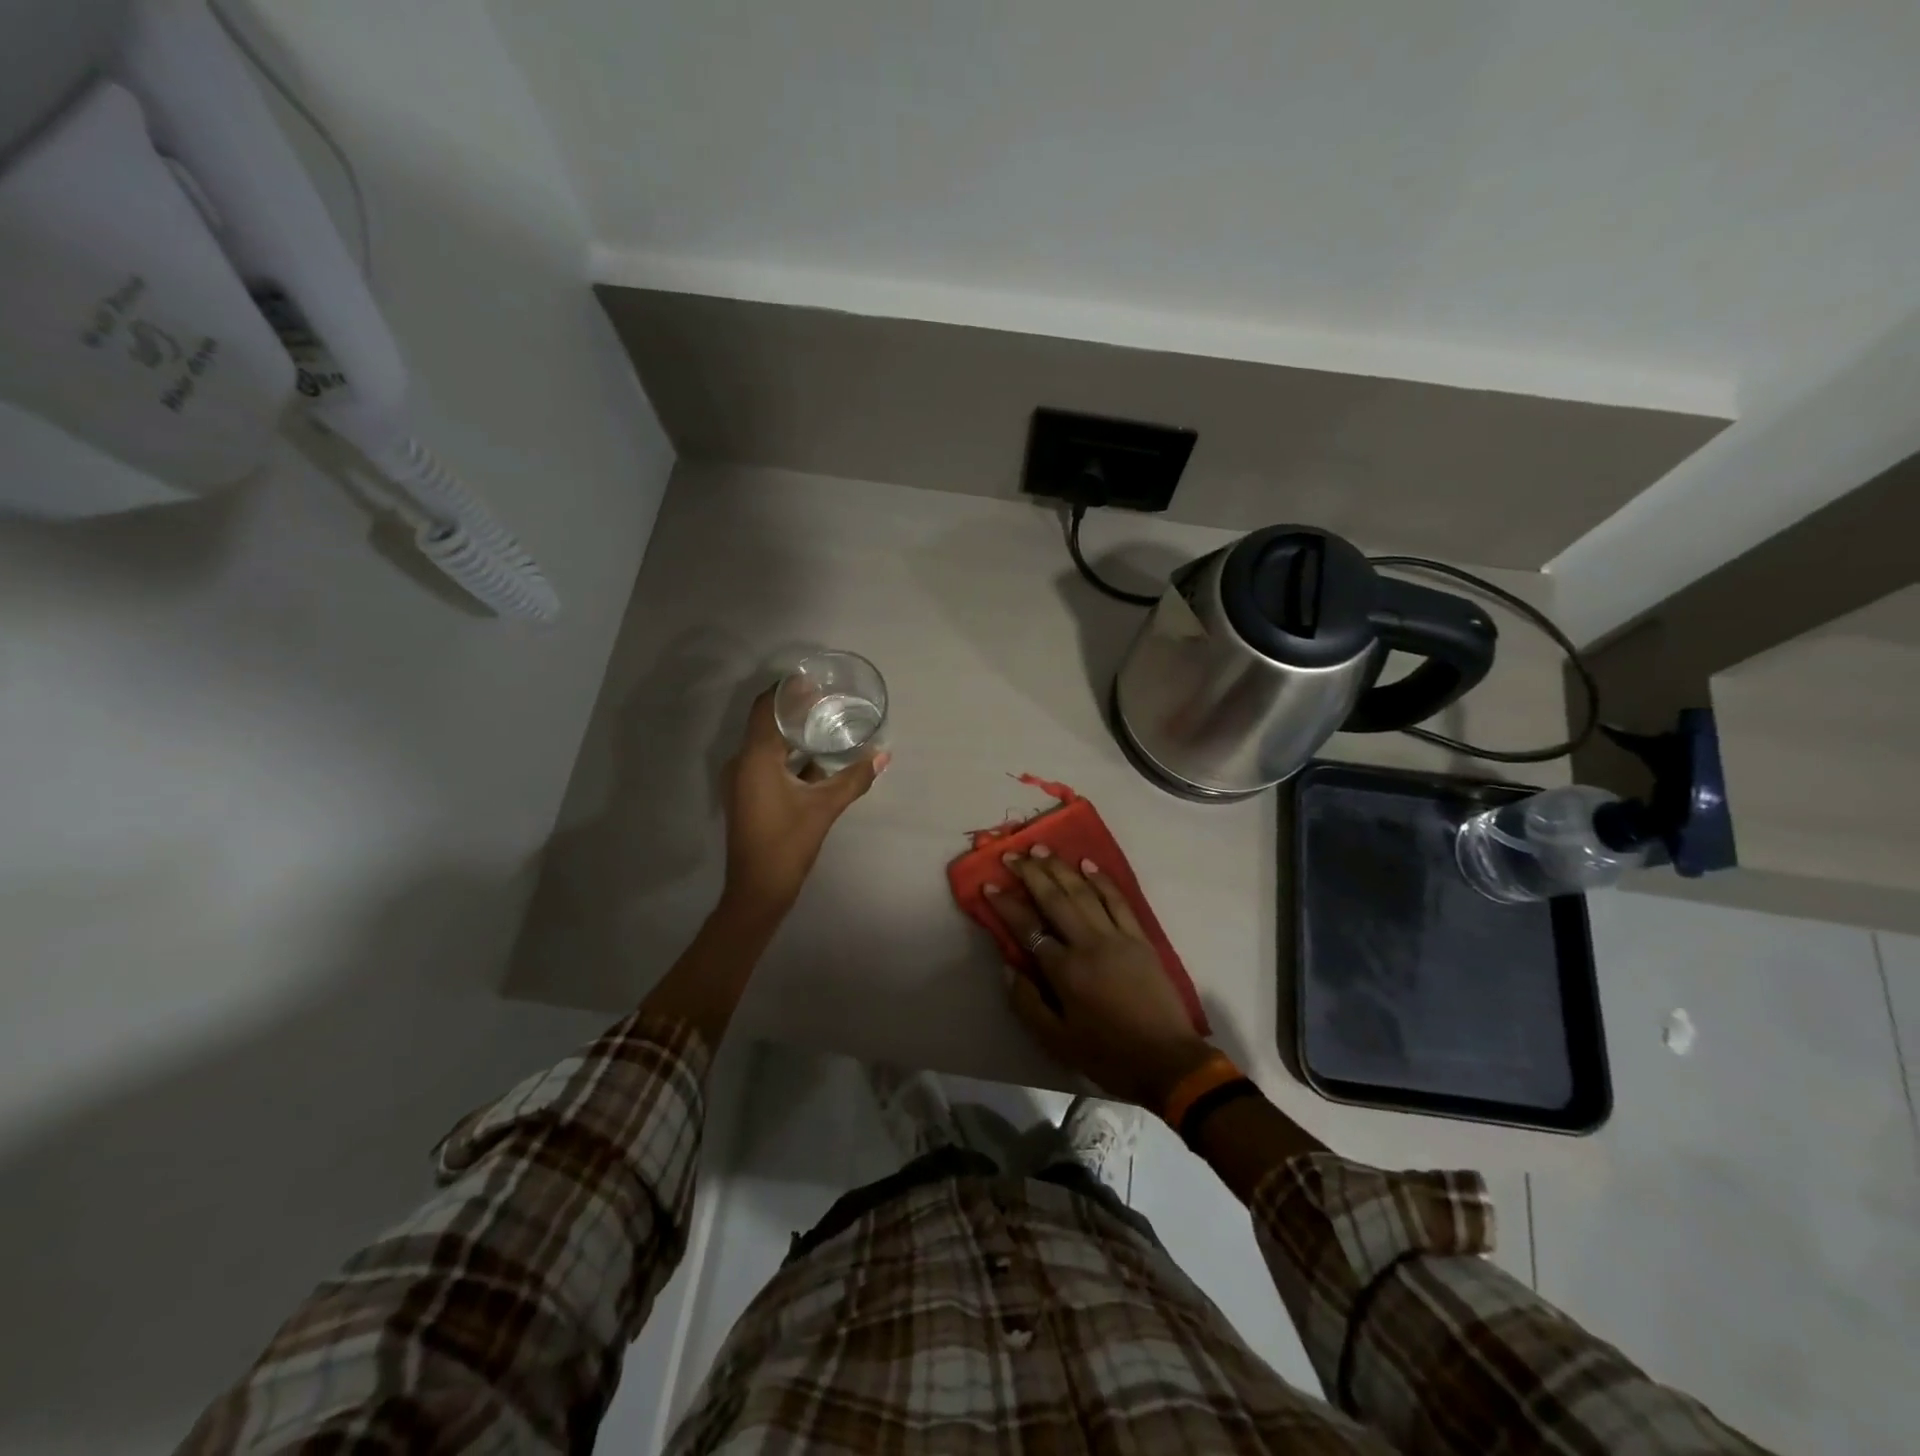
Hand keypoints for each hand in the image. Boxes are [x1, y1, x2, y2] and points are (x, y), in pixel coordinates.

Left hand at [721, 689, 886, 917]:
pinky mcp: (746, 794)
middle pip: (766, 723)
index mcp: (755, 758)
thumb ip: (854, 778)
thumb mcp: (825, 807)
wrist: (758, 890)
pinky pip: (765, 762)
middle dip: (794, 709)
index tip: (813, 680)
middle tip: (826, 698)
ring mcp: (740, 780)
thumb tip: (883, 754)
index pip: (767, 708)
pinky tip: (814, 758)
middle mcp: (741, 762)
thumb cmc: (788, 843)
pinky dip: (787, 754)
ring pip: (766, 744)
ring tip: (824, 723)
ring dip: (791, 733)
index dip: (788, 690)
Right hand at [983, 846, 1212, 1108]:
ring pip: (1085, 892)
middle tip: (1013, 854)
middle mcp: (1089, 944)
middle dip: (1031, 873)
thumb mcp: (1056, 1041)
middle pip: (1055, 899)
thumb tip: (1009, 967)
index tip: (989, 884)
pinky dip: (1102, 880)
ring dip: (1061, 868)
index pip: (1028, 928)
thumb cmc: (1108, 1055)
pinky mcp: (1140, 938)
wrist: (1168, 1061)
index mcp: (1065, 971)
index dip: (1006, 905)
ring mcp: (1117, 937)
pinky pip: (1118, 901)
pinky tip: (1087, 864)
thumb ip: (1027, 1003)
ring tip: (1042, 849)